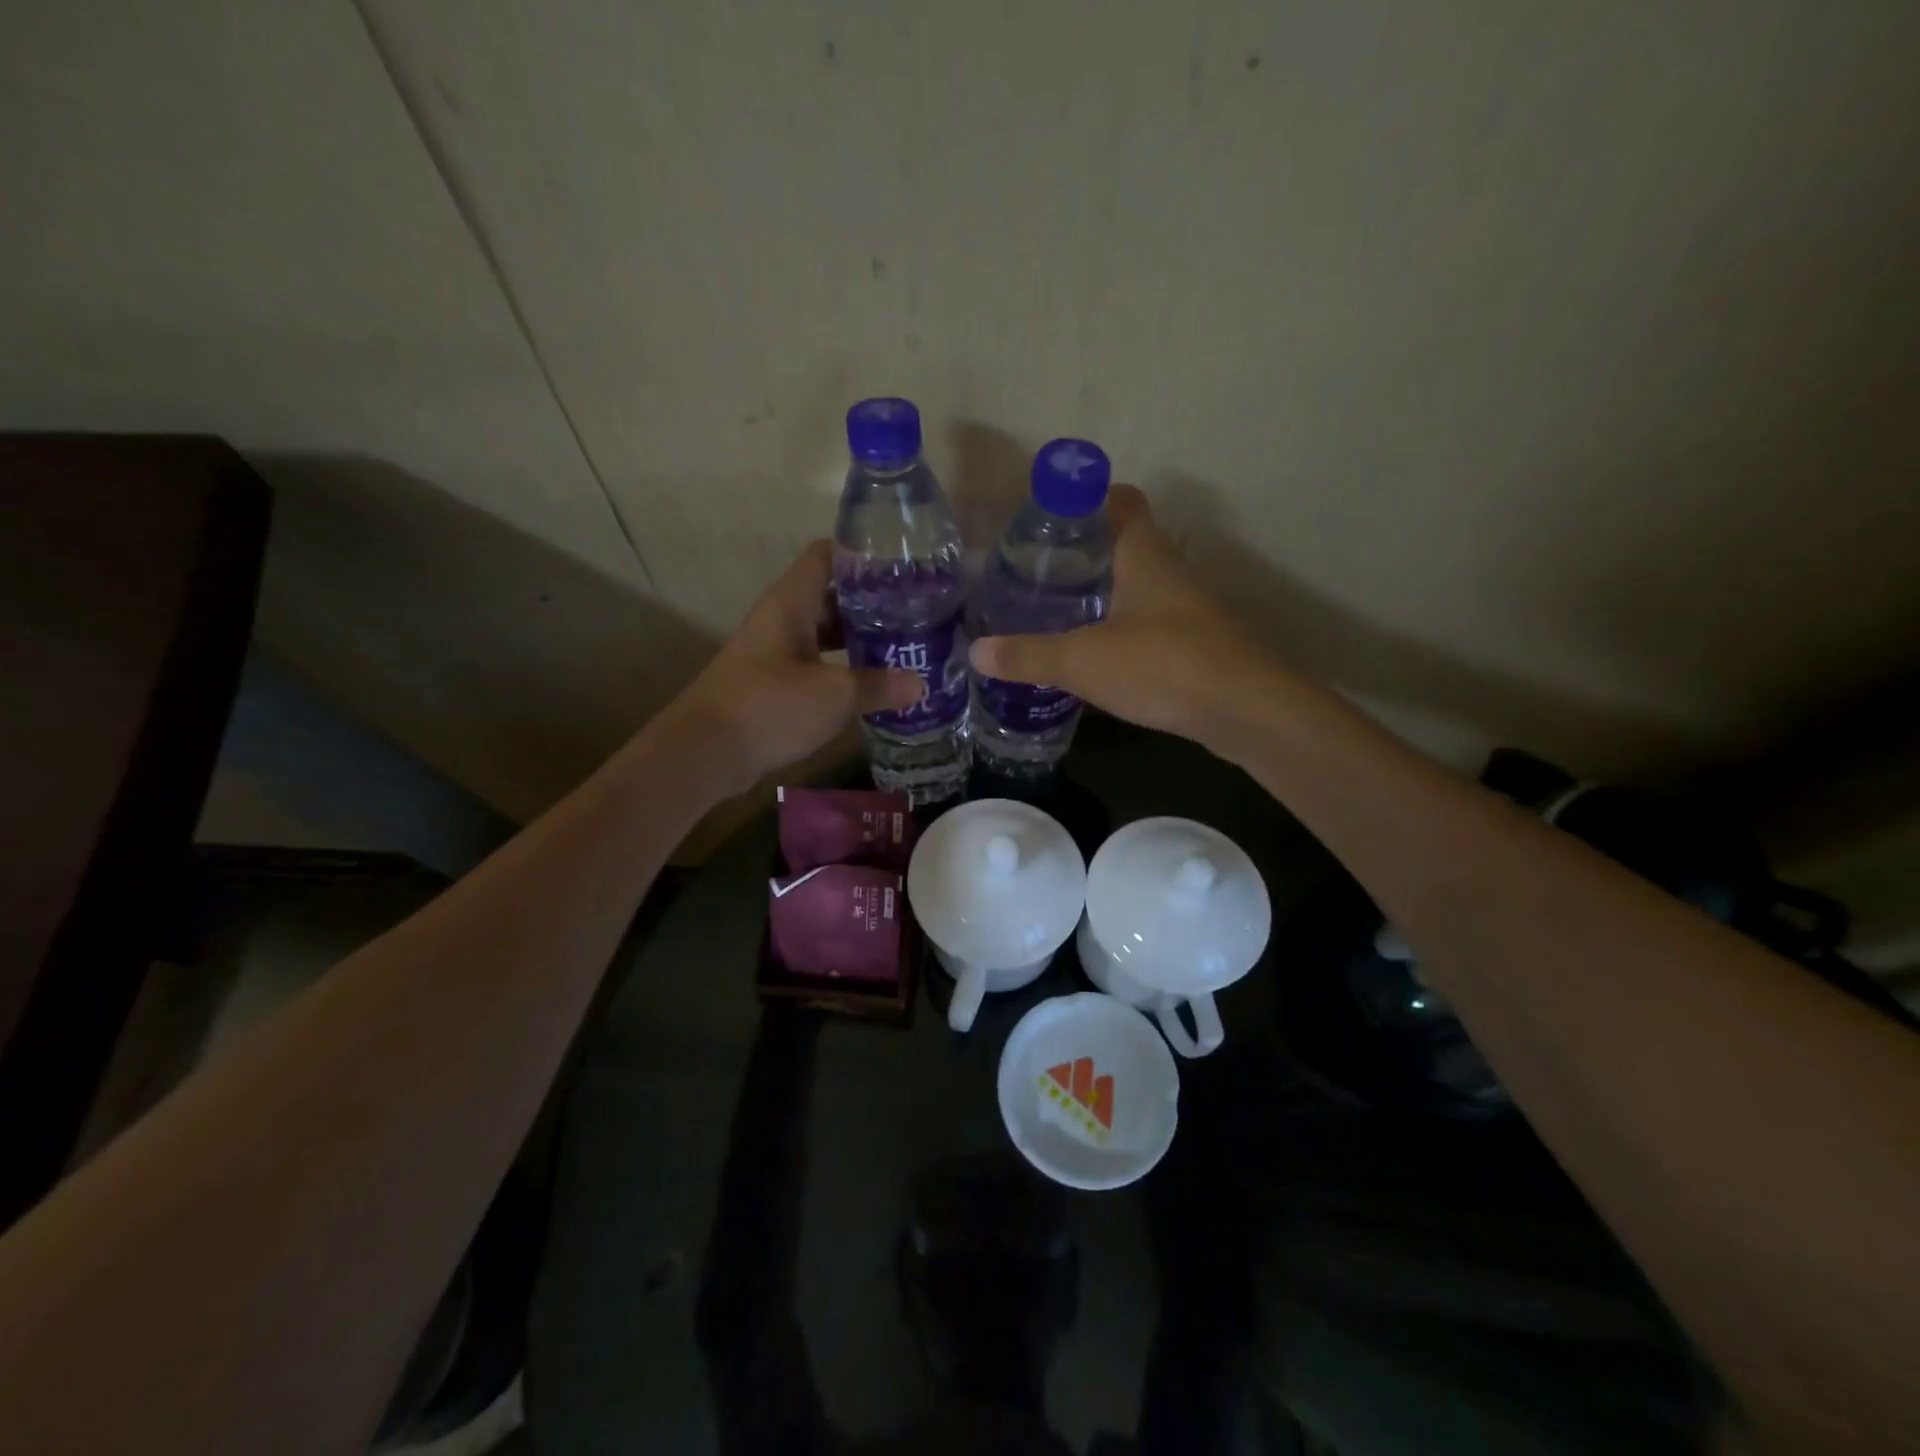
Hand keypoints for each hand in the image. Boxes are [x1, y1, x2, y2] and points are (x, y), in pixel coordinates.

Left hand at [671, 542, 920, 787]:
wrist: (705, 753)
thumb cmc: (769, 707)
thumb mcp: (834, 695)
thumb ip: (878, 686)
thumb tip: (919, 683)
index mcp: (791, 602)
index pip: (827, 555)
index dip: (862, 553)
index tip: (902, 563)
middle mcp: (782, 619)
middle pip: (831, 595)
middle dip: (872, 602)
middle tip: (916, 611)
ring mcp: (776, 652)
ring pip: (825, 633)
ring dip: (859, 639)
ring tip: (904, 645)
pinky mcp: (773, 683)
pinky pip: (817, 664)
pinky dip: (843, 668)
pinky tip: (873, 683)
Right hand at [969, 486, 1269, 747]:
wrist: (1244, 711)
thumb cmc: (1163, 665)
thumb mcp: (1083, 660)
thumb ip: (1028, 655)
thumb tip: (976, 652)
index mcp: (1144, 555)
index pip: (1121, 502)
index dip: (1088, 498)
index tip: (1051, 515)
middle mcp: (1169, 572)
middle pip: (1126, 545)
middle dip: (1085, 553)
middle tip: (1038, 570)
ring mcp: (1186, 609)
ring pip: (1138, 587)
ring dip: (1103, 593)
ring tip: (1056, 610)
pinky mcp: (1194, 645)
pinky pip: (1148, 624)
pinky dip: (1120, 629)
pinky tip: (1093, 654)